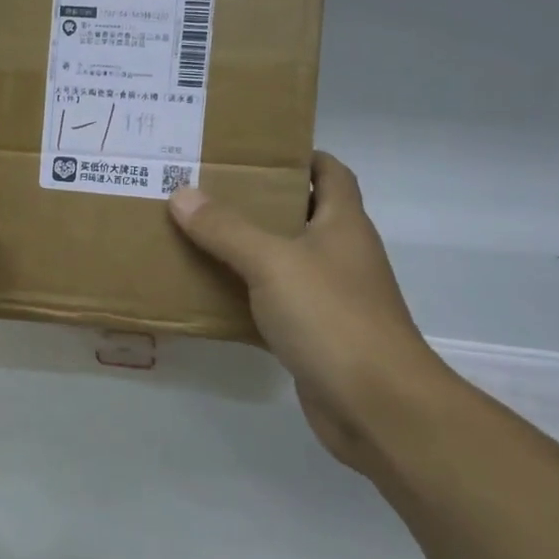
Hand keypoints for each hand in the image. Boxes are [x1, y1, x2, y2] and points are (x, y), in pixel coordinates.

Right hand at [167, 154, 453, 469]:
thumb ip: (226, 229)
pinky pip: (272, 306)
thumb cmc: (331, 317)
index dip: (298, 156)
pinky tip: (206, 296)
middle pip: (298, 215)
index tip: (250, 153)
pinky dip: (243, 299)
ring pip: (281, 263)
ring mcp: (329, 298)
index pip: (329, 172)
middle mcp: (340, 255)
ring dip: (244, 252)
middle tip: (203, 192)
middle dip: (255, 203)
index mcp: (342, 223)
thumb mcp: (272, 262)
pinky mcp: (314, 336)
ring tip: (194, 236)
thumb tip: (182, 194)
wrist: (376, 405)